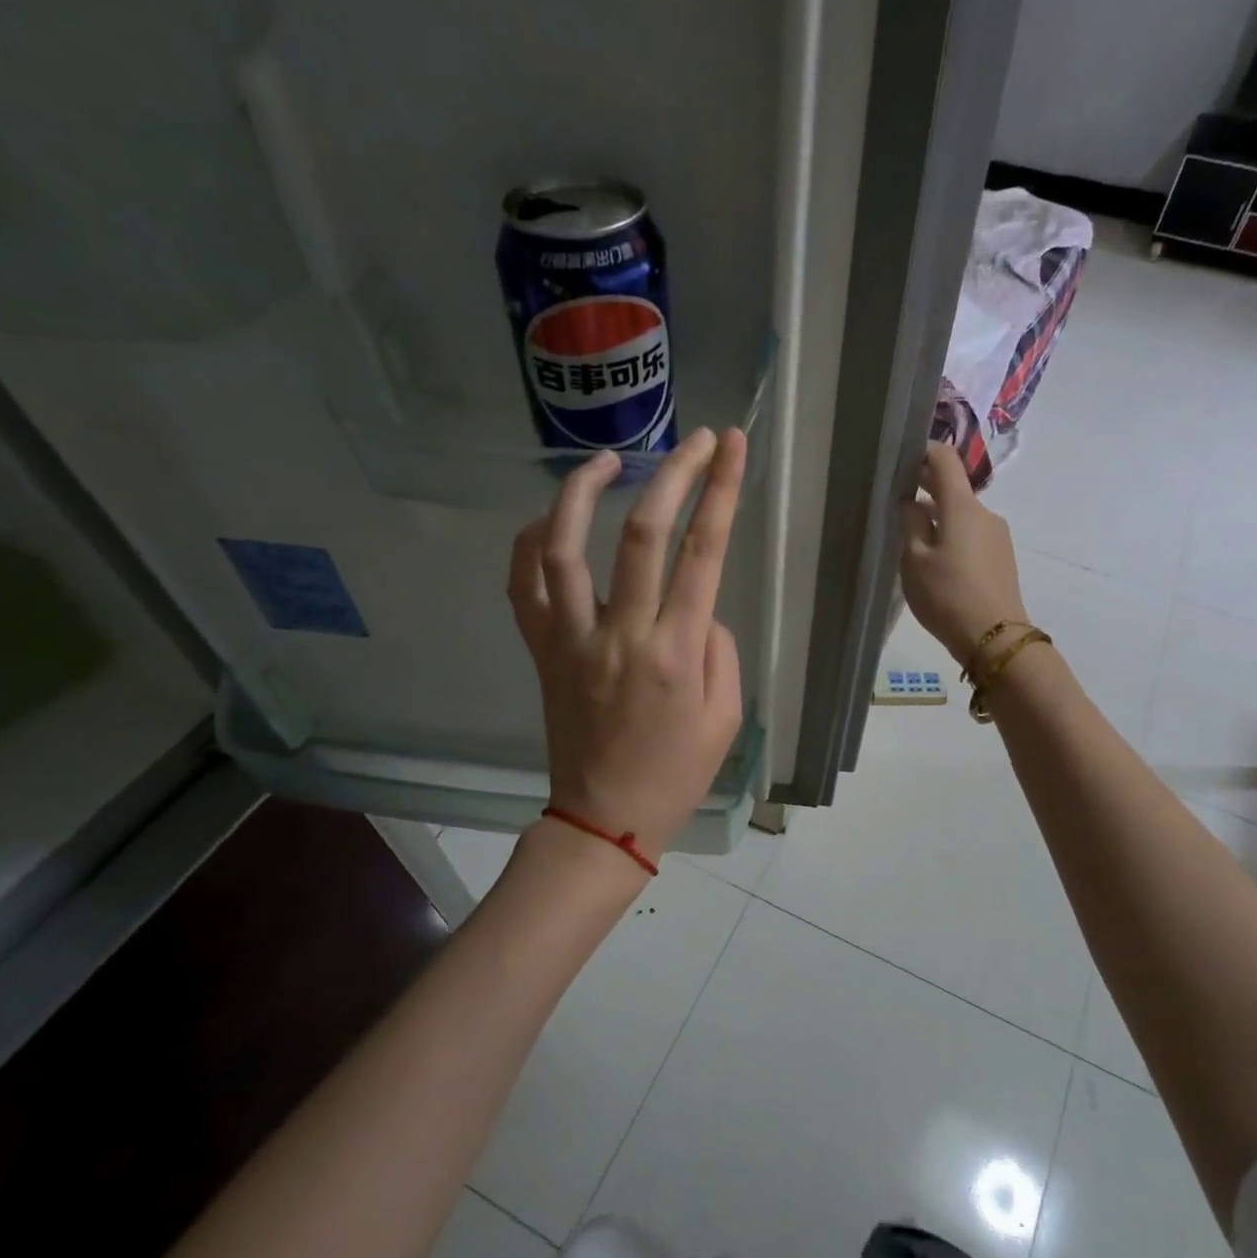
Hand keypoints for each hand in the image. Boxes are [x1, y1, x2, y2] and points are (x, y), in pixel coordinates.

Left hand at [509, 428, 747, 862]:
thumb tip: (695, 604)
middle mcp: (622, 635)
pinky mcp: (542, 652)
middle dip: (673, 474)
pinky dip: (530, 544)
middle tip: (695, 440)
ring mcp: (573, 641)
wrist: (605, 817)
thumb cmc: (677, 773)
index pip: (703, 553)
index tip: (732, 446)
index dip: (721, 491)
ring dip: (582, 492)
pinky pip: (524, 587)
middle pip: (642, 534)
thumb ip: (718, 648)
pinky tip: (550, 520)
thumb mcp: (727, 717)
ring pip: (563, 549)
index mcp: (677, 653)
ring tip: (606, 460)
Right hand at [900, 442, 1029, 665]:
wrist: (994, 636)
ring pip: (961, 514)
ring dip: (938, 516)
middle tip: (896, 499)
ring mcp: (997, 534)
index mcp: (962, 506)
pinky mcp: (1001, 556)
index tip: (900, 460)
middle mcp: (984, 512)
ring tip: (911, 537)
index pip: (945, 460)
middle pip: (953, 487)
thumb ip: (910, 523)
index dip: (922, 452)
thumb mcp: (915, 560)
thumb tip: (910, 501)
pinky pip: (971, 534)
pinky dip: (951, 534)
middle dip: (926, 487)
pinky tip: (935, 559)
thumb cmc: (947, 595)